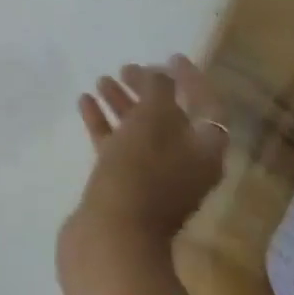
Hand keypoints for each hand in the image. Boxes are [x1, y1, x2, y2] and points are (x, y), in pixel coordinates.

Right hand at [57, 56, 229, 294]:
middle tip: (126, 67)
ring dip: (123, 103)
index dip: (192, 79)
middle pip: (171, 117)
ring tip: (101, 80)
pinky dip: (103, 124)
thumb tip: (159, 75)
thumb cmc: (139, 174)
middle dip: (150, 89)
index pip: (207, 105)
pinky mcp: (122, 185)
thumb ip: (158, 91)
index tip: (170, 56)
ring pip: (140, 131)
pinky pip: (116, 146)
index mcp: (203, 151)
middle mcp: (184, 164)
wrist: (110, 238)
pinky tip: (85, 103)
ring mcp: (151, 177)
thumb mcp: (152, 122)